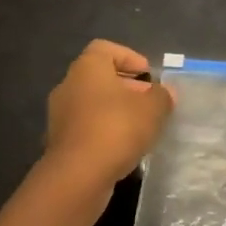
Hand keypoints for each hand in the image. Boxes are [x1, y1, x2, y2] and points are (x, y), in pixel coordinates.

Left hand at [44, 40, 174, 185]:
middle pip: (100, 78)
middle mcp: (68, 86)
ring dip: (116, 112)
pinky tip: (124, 148)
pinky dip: (105, 132)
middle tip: (150, 103)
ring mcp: (60, 115)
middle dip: (127, 88)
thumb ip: (162, 96)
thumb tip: (165, 93)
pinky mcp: (60, 142)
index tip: (148, 76)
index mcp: (87, 68)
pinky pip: (87, 128)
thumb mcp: (153, 109)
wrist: (77, 176)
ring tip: (141, 128)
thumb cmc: (116, 128)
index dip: (129, 58)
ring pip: (93, 104)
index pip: (105, 49)